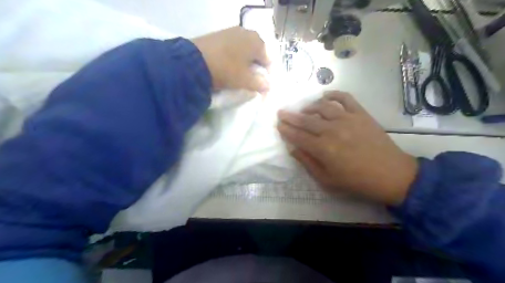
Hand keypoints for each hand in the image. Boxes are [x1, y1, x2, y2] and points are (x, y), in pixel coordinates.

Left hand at [192, 25, 269, 91]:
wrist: (194, 61)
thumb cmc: (227, 70)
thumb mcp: (245, 80)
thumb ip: (260, 84)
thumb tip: (267, 86)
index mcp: (257, 42)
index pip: (268, 60)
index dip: (265, 75)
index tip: (260, 86)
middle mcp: (246, 32)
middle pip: (256, 54)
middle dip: (254, 67)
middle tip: (249, 80)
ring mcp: (231, 31)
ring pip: (243, 50)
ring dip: (243, 62)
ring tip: (237, 75)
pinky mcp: (218, 35)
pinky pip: (232, 48)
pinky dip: (233, 57)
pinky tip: (227, 66)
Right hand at [276, 91, 417, 204]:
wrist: (391, 174)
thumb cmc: (356, 181)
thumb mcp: (327, 180)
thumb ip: (308, 163)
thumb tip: (293, 149)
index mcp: (323, 148)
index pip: (298, 136)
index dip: (286, 130)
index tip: (278, 125)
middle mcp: (332, 130)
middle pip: (306, 120)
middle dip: (291, 116)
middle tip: (282, 112)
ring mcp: (347, 119)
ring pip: (322, 106)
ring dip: (309, 107)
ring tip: (304, 110)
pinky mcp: (361, 114)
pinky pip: (345, 98)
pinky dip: (334, 94)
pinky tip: (326, 95)